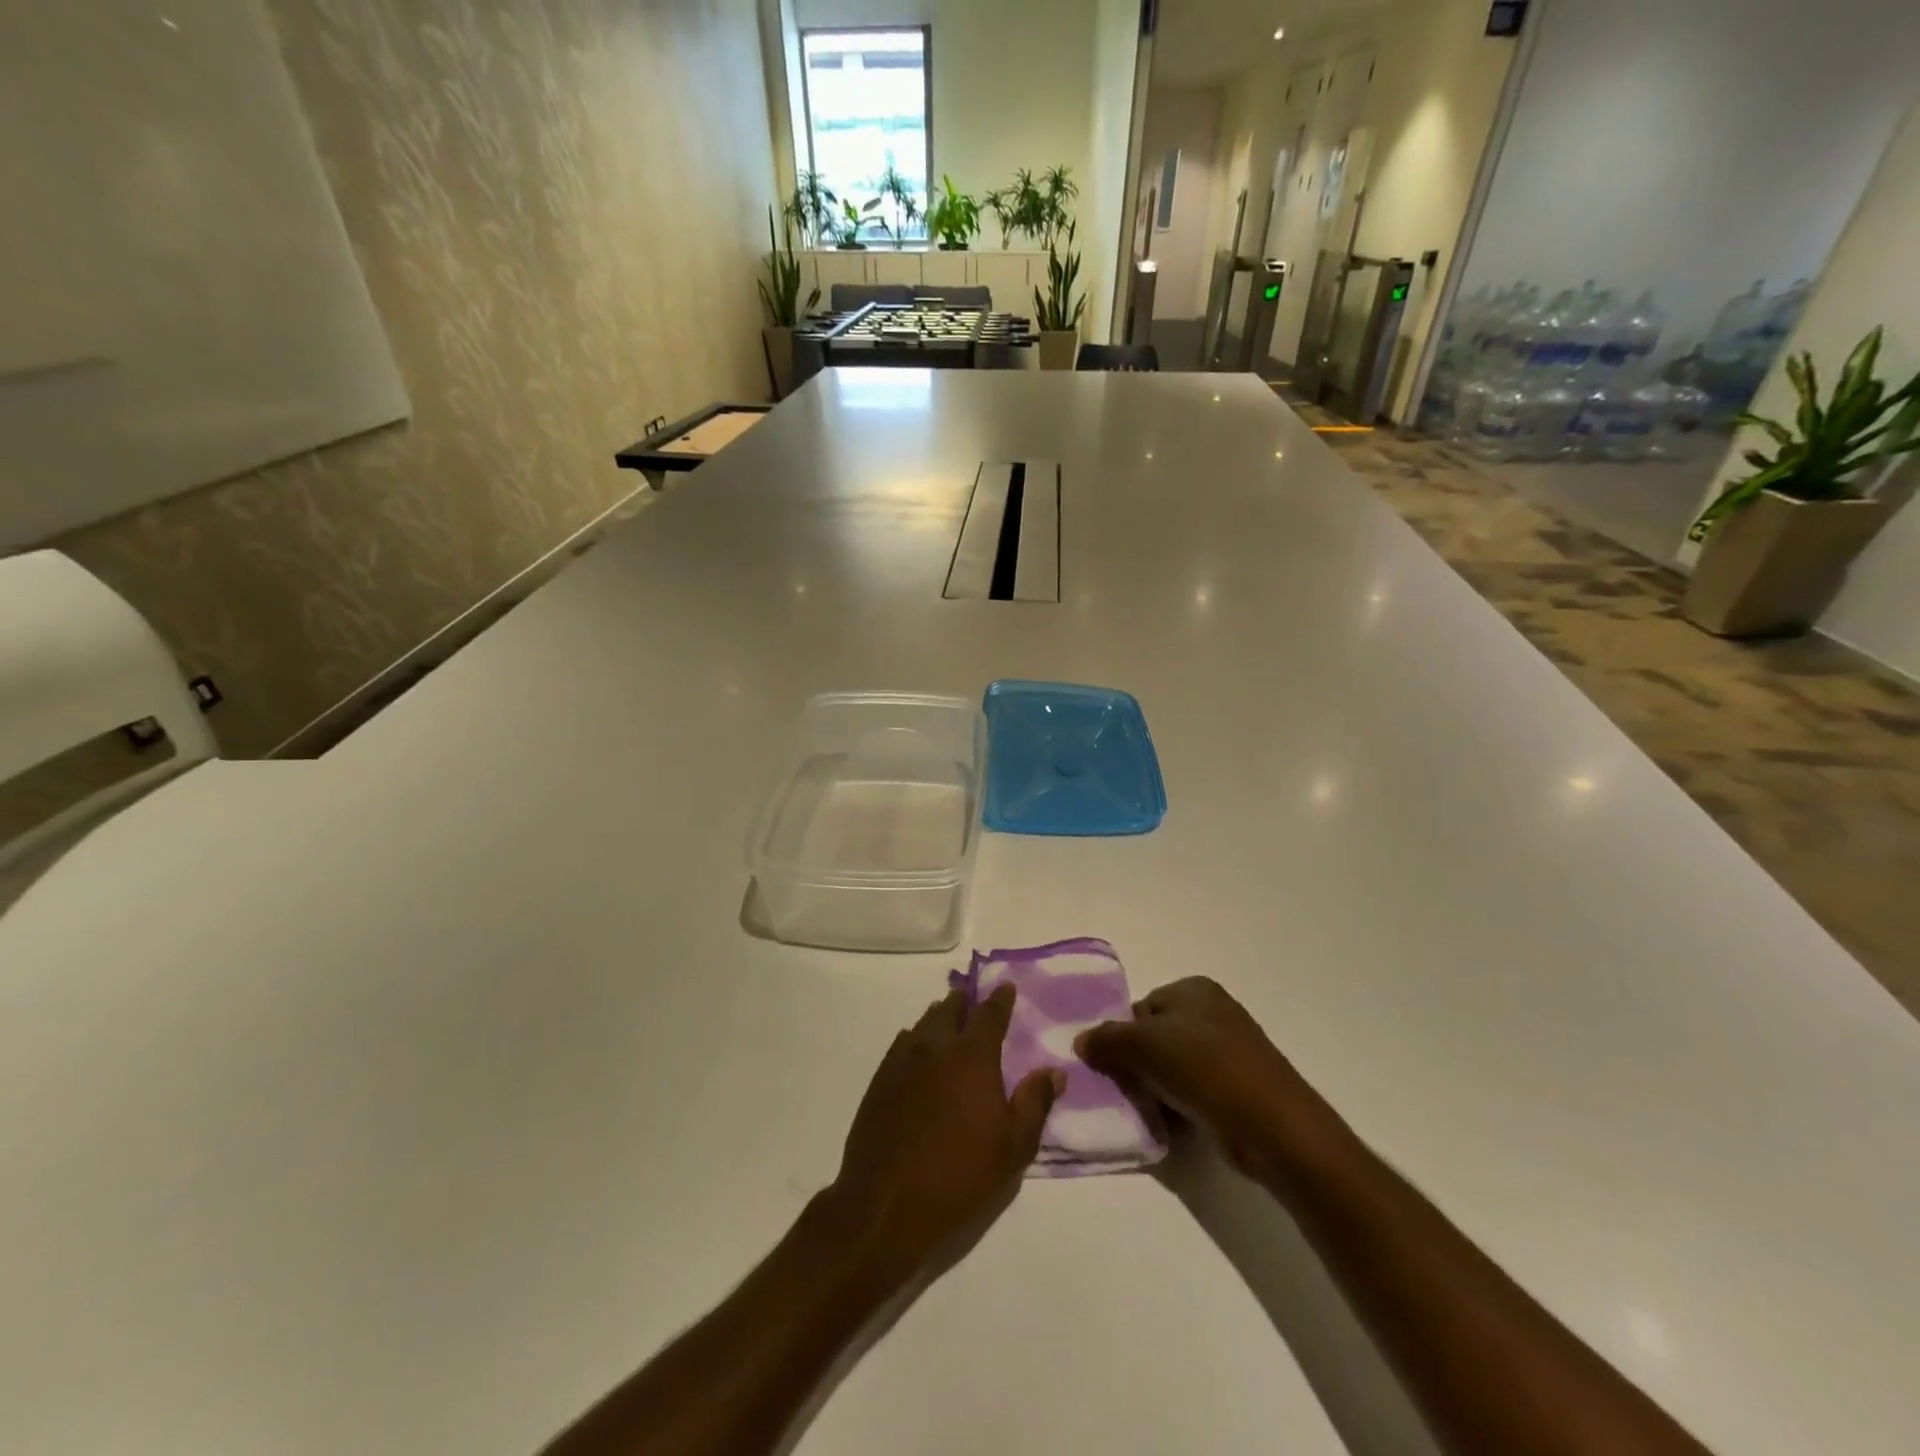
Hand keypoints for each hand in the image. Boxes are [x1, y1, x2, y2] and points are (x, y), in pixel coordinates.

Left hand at [829, 985, 1061, 1283]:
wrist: (886, 1203)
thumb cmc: (959, 1175)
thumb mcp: (1013, 1147)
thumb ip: (1035, 1103)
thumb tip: (1054, 1072)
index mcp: (972, 1056)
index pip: (989, 1014)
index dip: (1000, 999)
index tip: (1006, 987)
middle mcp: (935, 1046)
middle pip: (951, 1009)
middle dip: (964, 1001)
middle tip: (973, 1001)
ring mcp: (903, 1060)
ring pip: (924, 1023)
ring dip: (939, 1017)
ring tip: (948, 1021)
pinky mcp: (880, 1079)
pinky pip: (902, 1044)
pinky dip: (915, 1039)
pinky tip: (918, 1051)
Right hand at [1076, 977, 1333, 1178]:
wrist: (1271, 1124)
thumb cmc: (1204, 1067)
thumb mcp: (1143, 1045)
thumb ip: (1106, 1039)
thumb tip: (1081, 1041)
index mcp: (1194, 989)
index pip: (1141, 1007)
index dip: (1123, 1036)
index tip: (1114, 1066)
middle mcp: (1213, 1012)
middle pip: (1156, 1037)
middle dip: (1139, 1065)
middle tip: (1127, 1091)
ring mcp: (1230, 1051)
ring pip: (1173, 1067)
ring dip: (1157, 1089)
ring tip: (1150, 1111)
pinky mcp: (1239, 1088)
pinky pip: (1194, 1092)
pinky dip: (1180, 1106)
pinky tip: (1172, 1125)